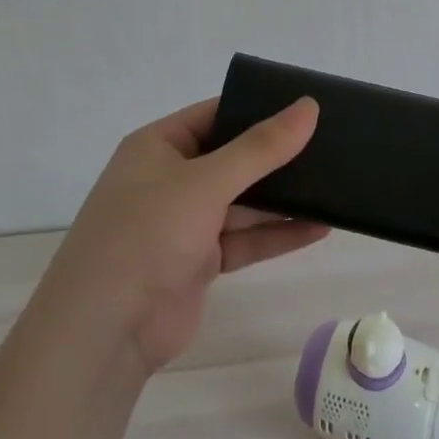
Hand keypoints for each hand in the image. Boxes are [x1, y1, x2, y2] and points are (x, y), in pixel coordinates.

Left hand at [41, 96, 327, 372]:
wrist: (104, 331)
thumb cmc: (146, 235)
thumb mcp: (205, 182)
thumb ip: (260, 148)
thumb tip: (308, 106)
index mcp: (158, 147)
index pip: (215, 115)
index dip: (258, 109)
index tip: (307, 107)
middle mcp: (170, 179)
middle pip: (233, 159)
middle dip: (277, 157)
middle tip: (331, 146)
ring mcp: (184, 223)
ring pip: (243, 202)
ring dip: (282, 199)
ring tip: (334, 187)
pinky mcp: (198, 261)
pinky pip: (244, 239)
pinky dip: (277, 234)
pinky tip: (319, 228)